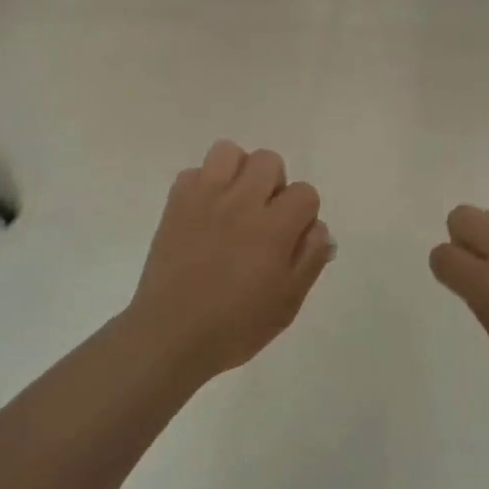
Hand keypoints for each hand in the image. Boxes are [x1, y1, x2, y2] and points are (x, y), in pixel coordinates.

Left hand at [129, 140, 333, 378]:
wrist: (171, 336)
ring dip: (238, 172)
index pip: (305, 192)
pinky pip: (194, 172)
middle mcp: (241, 202)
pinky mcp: (176, 203)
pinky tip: (204, 214)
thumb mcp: (288, 302)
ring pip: (229, 152)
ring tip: (234, 204)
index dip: (304, 213)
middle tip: (264, 218)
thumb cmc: (235, 326)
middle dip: (274, 185)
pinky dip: (202, 186)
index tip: (291, 237)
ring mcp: (204, 198)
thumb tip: (318, 227)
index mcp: (273, 228)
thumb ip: (311, 259)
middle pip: (269, 160)